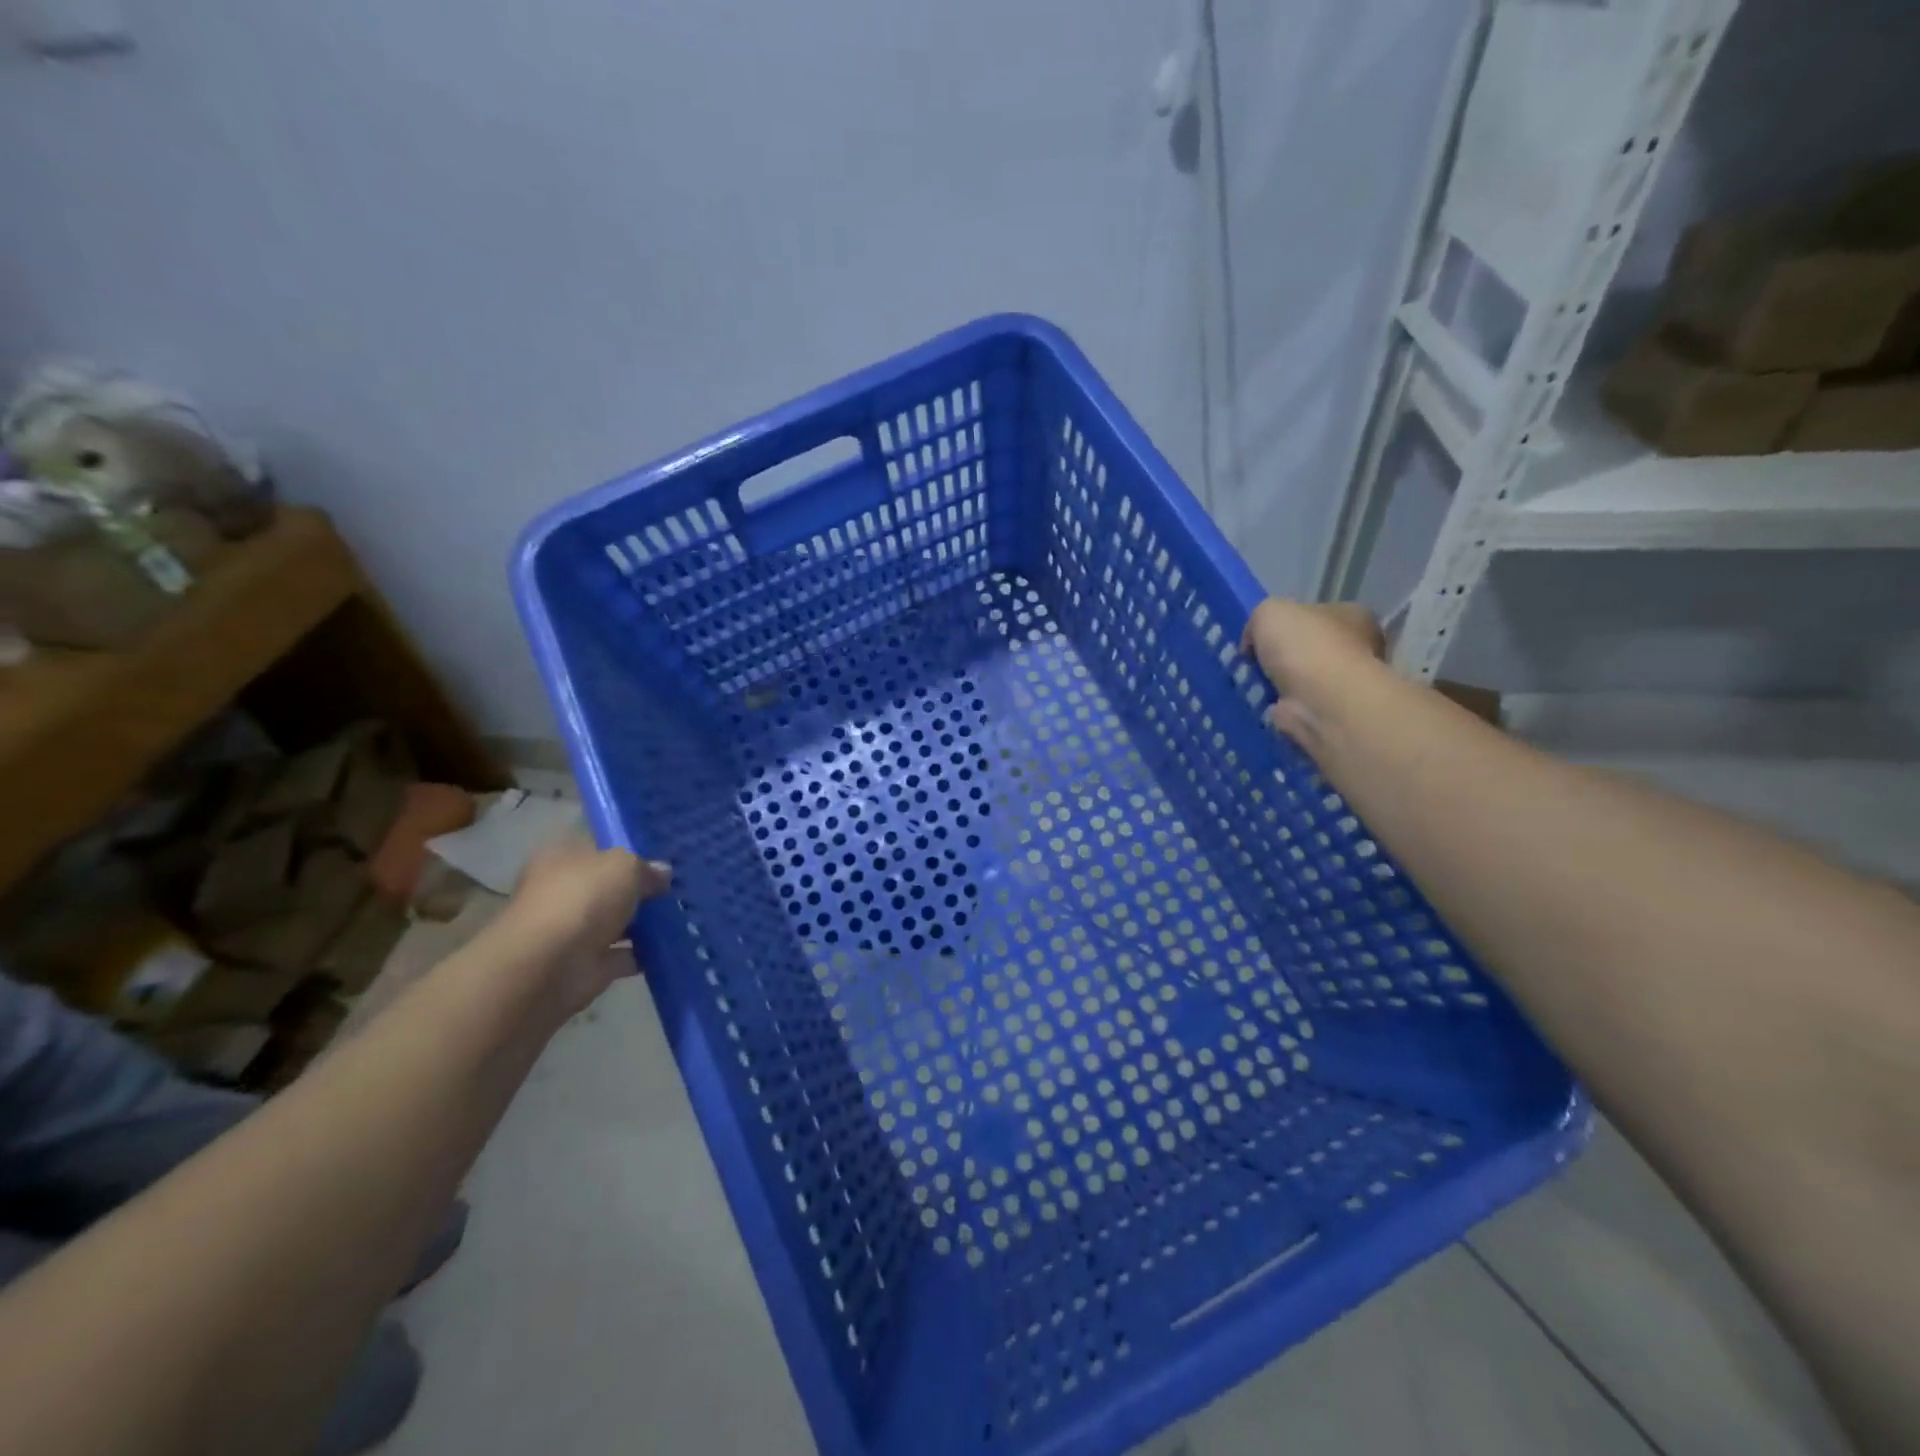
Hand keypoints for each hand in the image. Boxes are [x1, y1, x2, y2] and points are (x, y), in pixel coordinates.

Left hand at [504, 839, 671, 1015]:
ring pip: (615, 922)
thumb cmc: (582, 899)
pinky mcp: (585, 965)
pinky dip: (643, 953)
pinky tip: (672, 947)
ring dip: (643, 924)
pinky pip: (622, 955)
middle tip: (675, 891)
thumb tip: (662, 873)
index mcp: (560, 858)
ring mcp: (572, 931)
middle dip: (639, 891)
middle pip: (607, 887)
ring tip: (681, 918)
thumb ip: (646, 868)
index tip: (660, 862)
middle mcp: (562, 892)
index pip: (597, 850)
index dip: (628, 853)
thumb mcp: (624, 866)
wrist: (548, 966)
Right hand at [1241, 599, 1385, 750]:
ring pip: (1300, 679)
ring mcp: (1342, 684)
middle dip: (1280, 655)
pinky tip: (1259, 703)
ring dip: (1276, 683)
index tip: (1261, 636)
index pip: (1317, 614)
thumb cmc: (1305, 647)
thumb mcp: (1269, 612)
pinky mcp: (1327, 713)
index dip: (1287, 622)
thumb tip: (1254, 643)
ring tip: (1250, 684)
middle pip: (1309, 647)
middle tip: (1252, 661)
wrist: (1321, 702)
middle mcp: (1356, 648)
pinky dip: (1277, 706)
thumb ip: (1259, 619)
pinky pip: (1295, 705)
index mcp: (1351, 616)